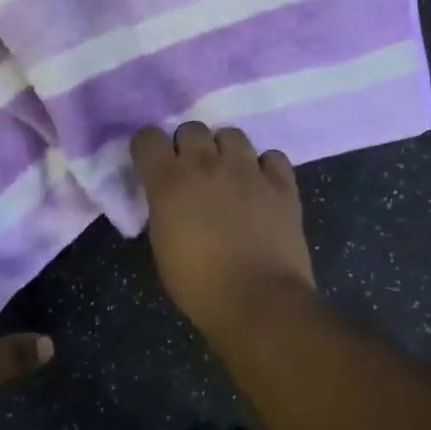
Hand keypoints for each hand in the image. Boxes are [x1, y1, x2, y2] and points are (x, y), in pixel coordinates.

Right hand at [130, 123, 316, 340]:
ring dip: (225, 151)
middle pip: (191, 128)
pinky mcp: (282, 184)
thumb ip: (162, 209)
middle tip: (192, 172)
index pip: (148, 137)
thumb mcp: (162, 246)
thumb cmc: (199, 285)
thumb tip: (169, 199)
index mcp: (169, 182)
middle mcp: (207, 165)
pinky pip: (272, 156)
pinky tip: (261, 185)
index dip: (148, 149)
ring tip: (228, 174)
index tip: (151, 165)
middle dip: (188, 146)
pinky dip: (264, 166)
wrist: (258, 301)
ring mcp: (248, 170)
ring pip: (232, 135)